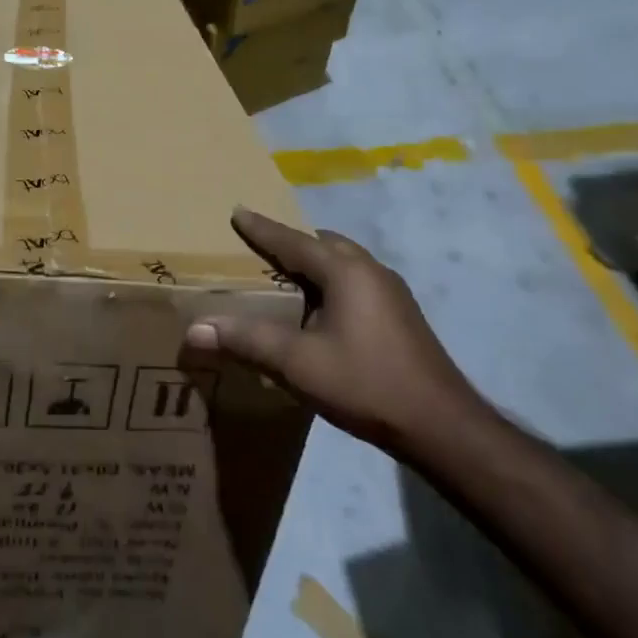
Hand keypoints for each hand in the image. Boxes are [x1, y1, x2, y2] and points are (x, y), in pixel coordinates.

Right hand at [185, 207, 484, 456]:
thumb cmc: (366, 384)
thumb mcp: (298, 363)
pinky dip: (332, 282)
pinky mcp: (402, 315)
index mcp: (345, 272)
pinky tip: (322, 310)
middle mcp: (371, 271)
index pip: (293, 241)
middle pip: (324, 244)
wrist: (442, 426)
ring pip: (344, 262)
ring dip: (315, 263)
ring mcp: (392, 293)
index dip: (261, 228)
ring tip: (287, 277)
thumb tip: (195, 329)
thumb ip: (247, 341)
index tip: (237, 211)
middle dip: (291, 242)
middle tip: (261, 249)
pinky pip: (357, 282)